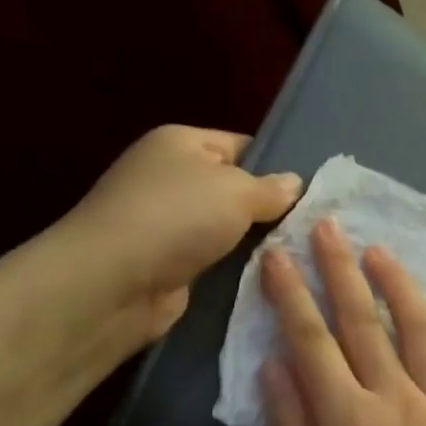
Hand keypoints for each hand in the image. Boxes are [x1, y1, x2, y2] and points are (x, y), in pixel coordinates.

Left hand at [64, 125, 300, 339]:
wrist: (112, 283)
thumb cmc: (176, 217)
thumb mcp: (237, 191)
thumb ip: (272, 188)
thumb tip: (295, 183)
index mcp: (180, 143)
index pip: (241, 146)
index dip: (276, 165)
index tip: (312, 190)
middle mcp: (170, 178)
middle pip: (235, 188)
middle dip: (269, 208)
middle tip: (313, 225)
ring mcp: (166, 223)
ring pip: (228, 228)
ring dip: (255, 242)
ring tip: (299, 252)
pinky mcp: (168, 263)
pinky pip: (215, 259)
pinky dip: (236, 267)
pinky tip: (270, 276)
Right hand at [261, 220, 425, 425]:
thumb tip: (276, 365)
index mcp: (348, 421)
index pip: (312, 340)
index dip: (291, 293)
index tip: (278, 254)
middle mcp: (397, 401)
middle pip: (364, 321)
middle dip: (342, 269)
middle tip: (329, 226)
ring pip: (419, 331)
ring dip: (399, 286)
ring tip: (381, 252)